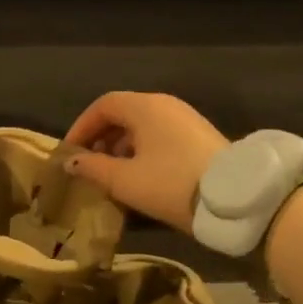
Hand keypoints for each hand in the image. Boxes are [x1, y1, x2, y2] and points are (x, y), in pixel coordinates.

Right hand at [60, 92, 229, 233]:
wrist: (232, 198)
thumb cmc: (170, 184)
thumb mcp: (125, 180)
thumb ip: (93, 168)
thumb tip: (72, 161)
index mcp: (145, 107)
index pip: (104, 105)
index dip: (82, 126)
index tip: (70, 152)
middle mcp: (166, 105)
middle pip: (124, 113)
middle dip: (101, 137)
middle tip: (89, 165)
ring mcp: (186, 119)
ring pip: (143, 126)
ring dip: (121, 146)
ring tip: (112, 175)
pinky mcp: (200, 137)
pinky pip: (160, 136)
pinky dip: (142, 150)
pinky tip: (140, 176)